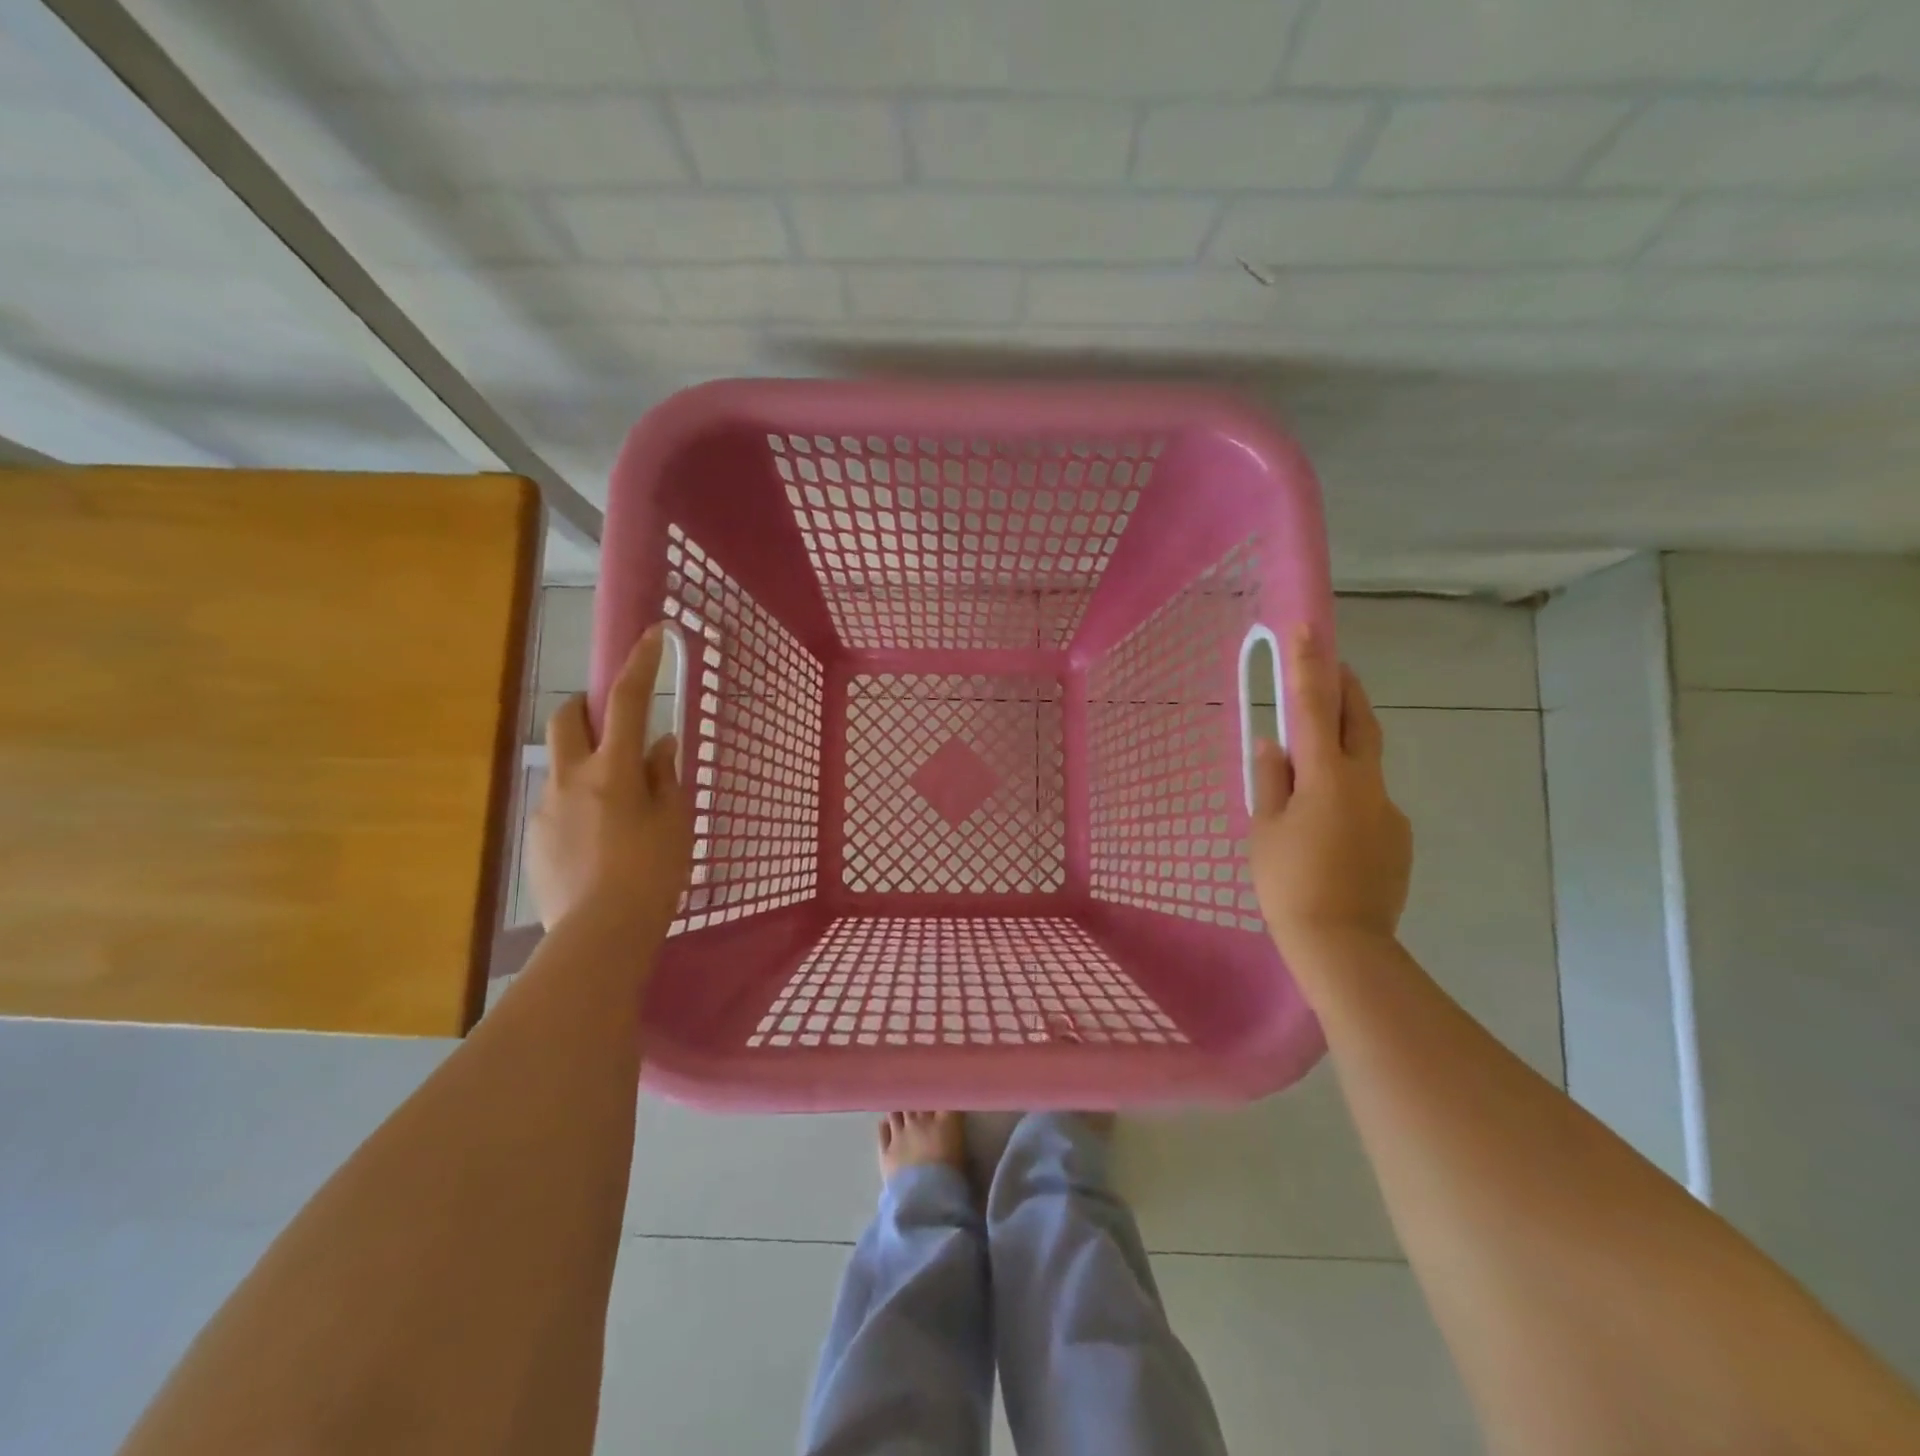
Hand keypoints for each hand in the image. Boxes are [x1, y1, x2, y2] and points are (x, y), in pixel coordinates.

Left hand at [529, 624, 691, 934]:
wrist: (599, 934)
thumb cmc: (652, 873)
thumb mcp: (674, 821)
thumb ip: (665, 776)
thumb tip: (660, 743)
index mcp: (613, 769)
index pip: (626, 701)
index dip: (640, 664)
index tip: (652, 635)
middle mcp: (570, 778)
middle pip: (567, 717)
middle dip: (586, 708)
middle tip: (616, 732)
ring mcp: (545, 808)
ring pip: (561, 763)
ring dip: (586, 764)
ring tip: (616, 809)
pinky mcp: (533, 838)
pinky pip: (555, 802)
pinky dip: (577, 804)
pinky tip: (598, 843)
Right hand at [1248, 626, 1411, 957]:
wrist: (1343, 945)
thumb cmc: (1288, 882)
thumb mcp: (1265, 829)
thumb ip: (1270, 780)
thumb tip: (1273, 744)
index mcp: (1326, 776)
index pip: (1314, 707)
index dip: (1308, 665)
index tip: (1306, 628)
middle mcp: (1366, 783)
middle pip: (1359, 721)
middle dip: (1345, 688)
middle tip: (1332, 665)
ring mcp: (1388, 810)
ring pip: (1364, 764)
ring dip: (1343, 748)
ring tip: (1311, 770)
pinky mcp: (1398, 837)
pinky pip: (1368, 802)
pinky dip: (1348, 795)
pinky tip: (1328, 828)